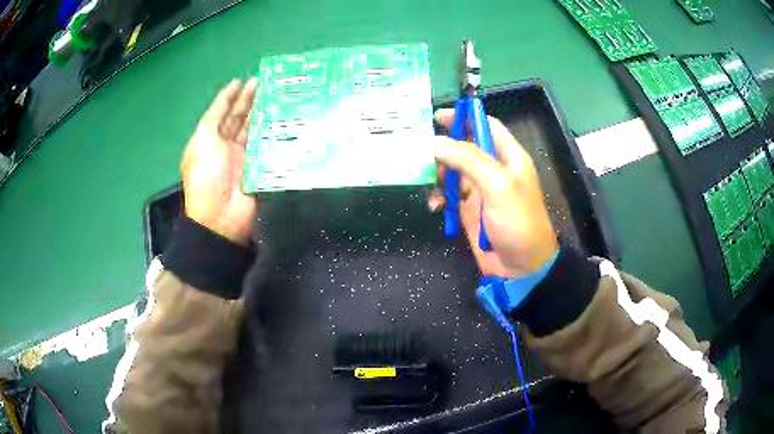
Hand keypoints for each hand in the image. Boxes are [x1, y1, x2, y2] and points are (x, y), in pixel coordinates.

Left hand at [181, 79, 258, 244]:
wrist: (220, 216)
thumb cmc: (206, 176)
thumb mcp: (202, 143)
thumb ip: (213, 120)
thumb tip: (225, 102)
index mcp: (208, 140)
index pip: (219, 113)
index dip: (228, 96)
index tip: (240, 80)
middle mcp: (224, 147)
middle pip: (237, 119)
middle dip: (247, 101)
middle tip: (262, 83)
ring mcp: (242, 158)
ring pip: (252, 131)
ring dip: (261, 114)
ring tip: (274, 96)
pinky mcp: (258, 168)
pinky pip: (266, 147)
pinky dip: (272, 134)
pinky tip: (282, 121)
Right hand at [429, 109, 557, 277]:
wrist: (521, 267)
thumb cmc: (517, 222)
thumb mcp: (498, 185)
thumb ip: (469, 159)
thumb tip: (435, 142)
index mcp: (508, 157)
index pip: (486, 126)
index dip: (465, 117)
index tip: (438, 117)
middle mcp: (493, 169)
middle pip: (464, 146)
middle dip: (443, 146)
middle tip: (421, 150)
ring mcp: (480, 190)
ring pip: (452, 170)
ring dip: (437, 172)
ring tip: (428, 179)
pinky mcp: (468, 210)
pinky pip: (448, 195)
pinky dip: (438, 196)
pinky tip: (434, 204)